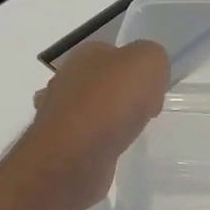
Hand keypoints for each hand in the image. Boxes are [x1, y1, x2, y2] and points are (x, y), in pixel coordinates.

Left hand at [13, 40, 168, 207]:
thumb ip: (153, 57)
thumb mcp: (148, 61)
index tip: (153, 90)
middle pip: (101, 82)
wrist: (74, 155)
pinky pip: (84, 139)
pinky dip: (98, 144)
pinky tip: (110, 152)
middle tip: (144, 113)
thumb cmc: (111, 101)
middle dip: (122, 96)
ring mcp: (56, 113)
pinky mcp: (57, 146)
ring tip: (128, 134)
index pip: (113, 53)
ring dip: (108, 121)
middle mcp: (66, 79)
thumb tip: (148, 75)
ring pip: (90, 111)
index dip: (135, 69)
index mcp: (85, 54)